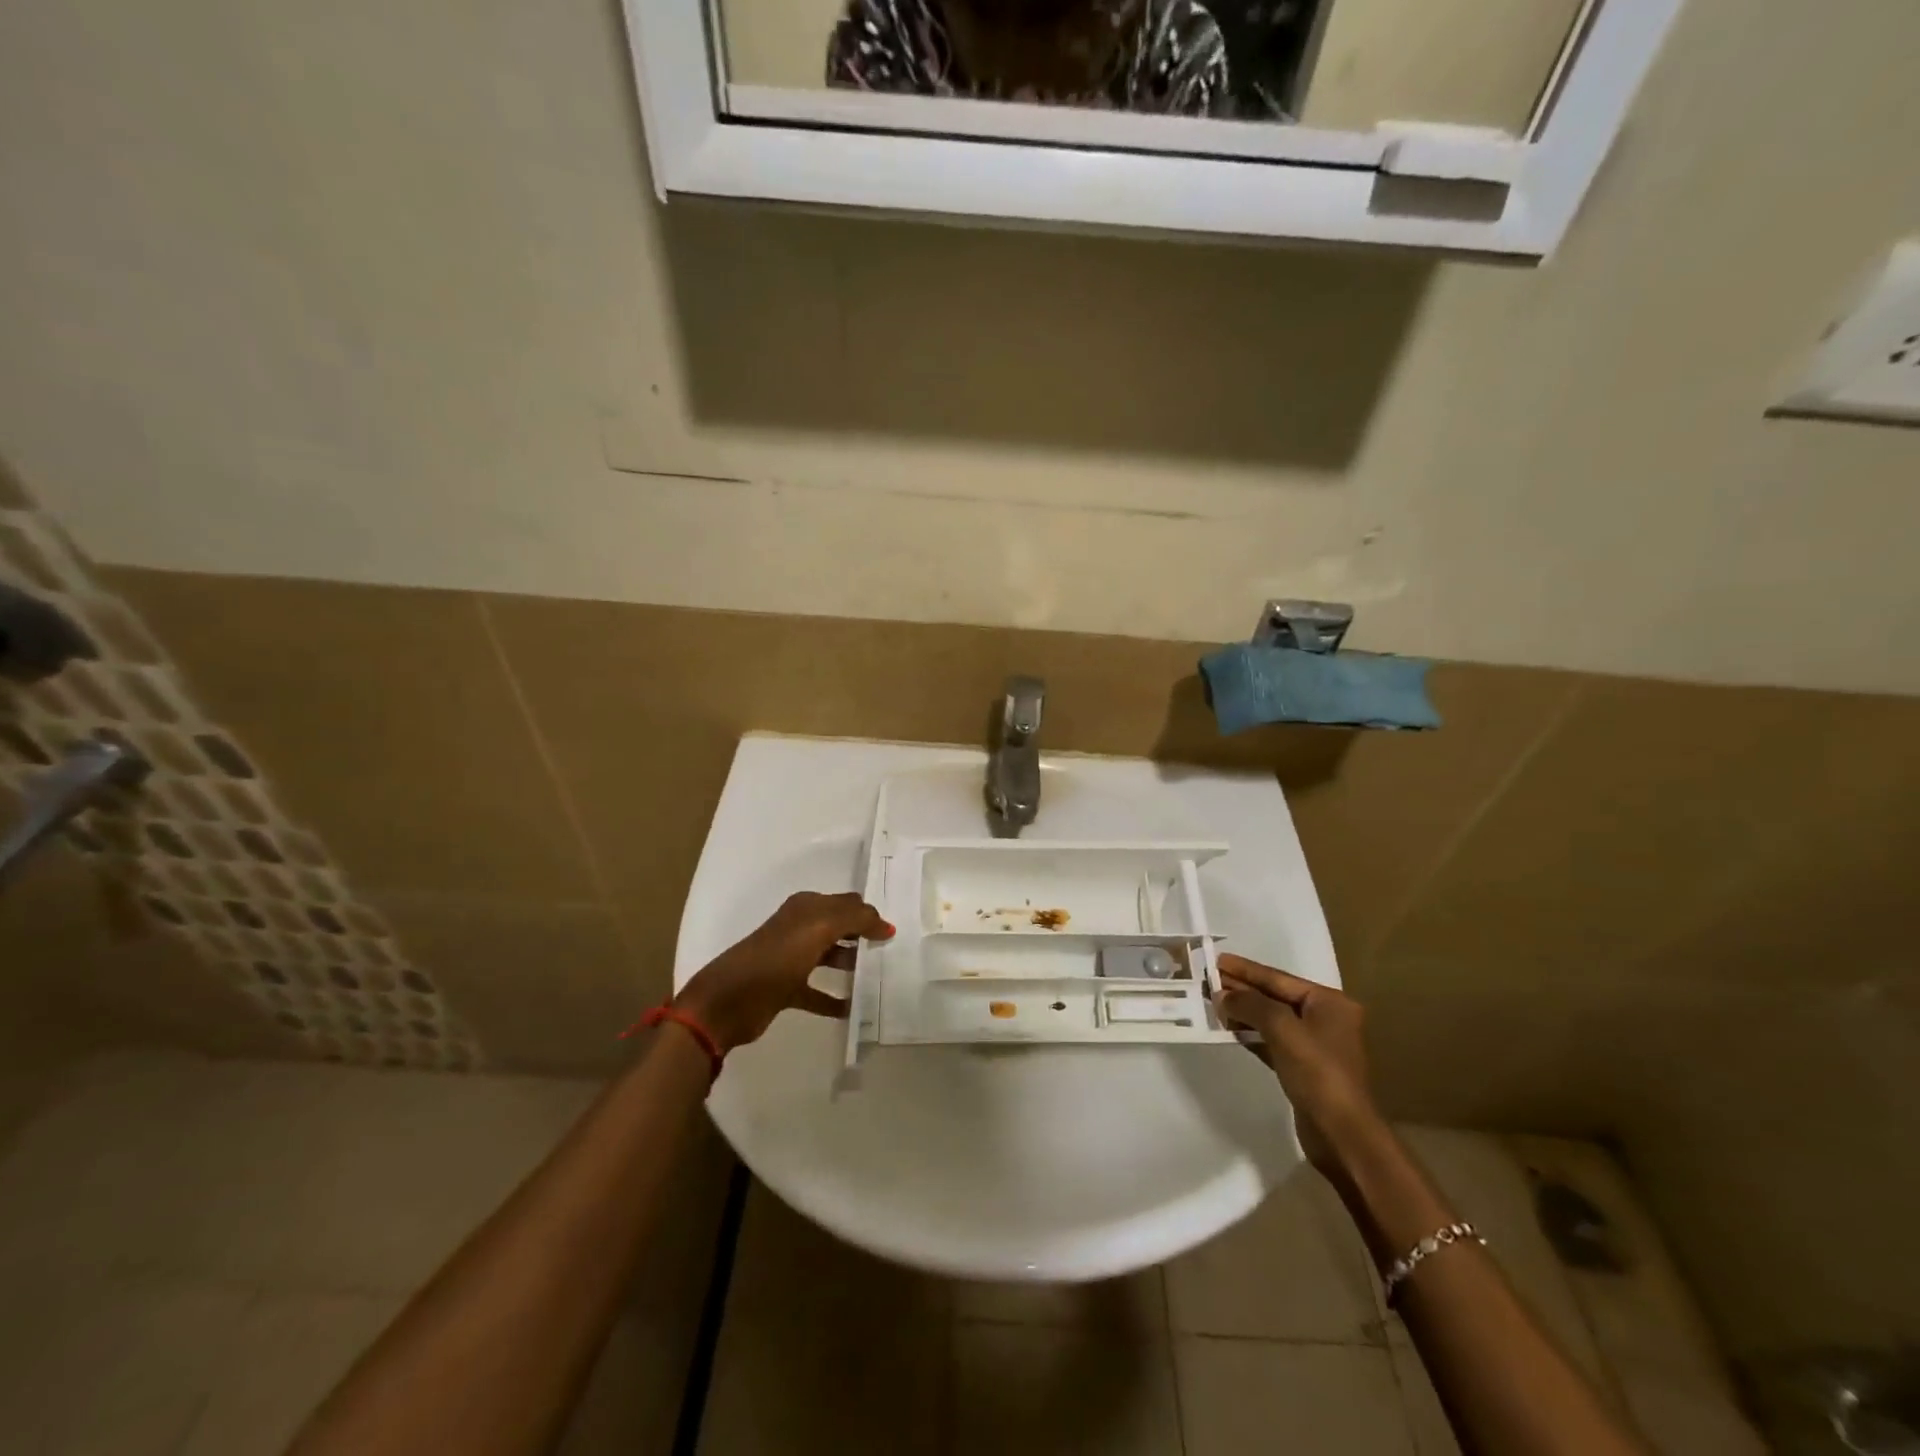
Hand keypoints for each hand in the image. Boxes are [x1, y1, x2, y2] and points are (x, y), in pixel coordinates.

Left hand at [674, 891, 894, 1053]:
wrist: (727, 1003)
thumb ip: (854, 919)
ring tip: (877, 978)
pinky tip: (853, 1009)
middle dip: (863, 936)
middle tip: (892, 952)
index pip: (847, 903)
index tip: (895, 931)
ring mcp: (791, 960)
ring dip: (851, 965)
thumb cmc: (774, 959)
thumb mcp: (817, 929)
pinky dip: (834, 999)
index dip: (869, 914)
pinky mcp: (786, 989)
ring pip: (830, 957)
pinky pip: (818, 992)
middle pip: (839, 928)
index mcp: (805, 908)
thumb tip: (885, 924)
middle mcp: (799, 928)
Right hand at [1213, 954, 1377, 1174]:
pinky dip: (1251, 1033)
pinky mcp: (1303, 1067)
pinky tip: (1228, 1028)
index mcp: (1329, 1002)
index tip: (1216, 960)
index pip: (1278, 978)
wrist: (1342, 1134)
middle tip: (1208, 979)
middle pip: (1275, 996)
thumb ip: (1250, 1004)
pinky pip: (1272, 1040)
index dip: (1246, 969)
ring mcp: (1315, 1044)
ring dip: (1243, 1011)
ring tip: (1213, 1001)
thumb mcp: (1282, 1029)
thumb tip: (1222, 995)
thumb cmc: (1317, 1072)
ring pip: (1271, 1019)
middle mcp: (1325, 1018)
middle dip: (1242, 989)